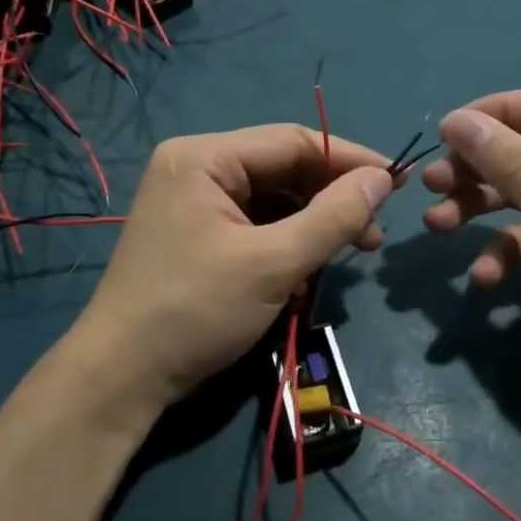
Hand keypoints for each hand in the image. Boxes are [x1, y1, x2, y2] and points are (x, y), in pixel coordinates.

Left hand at [73, 125, 394, 414]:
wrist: (122, 379)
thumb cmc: (195, 311)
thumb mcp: (273, 263)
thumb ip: (333, 217)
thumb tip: (383, 179)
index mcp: (203, 158)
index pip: (292, 141)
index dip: (349, 160)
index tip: (397, 183)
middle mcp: (196, 169)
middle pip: (282, 170)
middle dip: (330, 200)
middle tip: (373, 234)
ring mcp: (194, 203)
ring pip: (273, 200)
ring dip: (313, 226)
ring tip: (350, 253)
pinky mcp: (197, 235)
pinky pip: (256, 225)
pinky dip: (287, 244)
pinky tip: (307, 273)